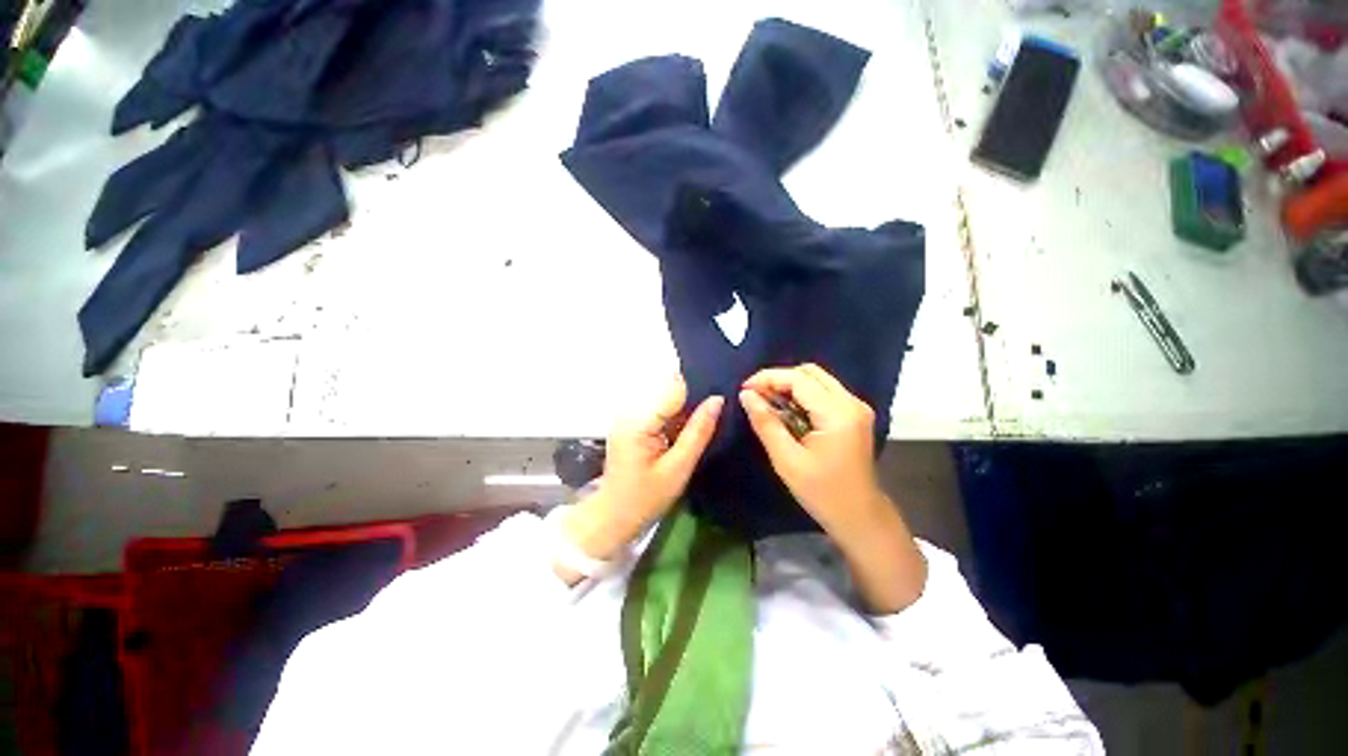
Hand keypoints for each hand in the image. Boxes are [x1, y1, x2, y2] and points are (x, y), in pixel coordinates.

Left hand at [560, 377, 722, 576]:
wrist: (613, 516)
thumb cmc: (645, 498)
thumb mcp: (678, 468)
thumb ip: (698, 432)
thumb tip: (717, 400)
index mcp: (639, 420)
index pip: (674, 387)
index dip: (696, 393)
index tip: (715, 406)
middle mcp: (630, 410)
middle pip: (668, 388)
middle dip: (690, 401)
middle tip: (707, 421)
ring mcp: (628, 415)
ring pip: (665, 397)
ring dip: (683, 410)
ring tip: (693, 431)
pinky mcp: (630, 421)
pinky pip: (658, 409)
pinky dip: (673, 418)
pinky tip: (679, 435)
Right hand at [739, 363, 886, 539]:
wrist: (859, 516)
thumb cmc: (822, 493)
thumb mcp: (787, 460)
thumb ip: (766, 423)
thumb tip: (746, 395)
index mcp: (837, 413)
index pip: (799, 379)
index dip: (768, 378)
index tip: (744, 389)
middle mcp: (851, 402)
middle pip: (810, 372)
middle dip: (778, 379)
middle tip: (755, 396)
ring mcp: (855, 407)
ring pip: (817, 379)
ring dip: (789, 385)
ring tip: (767, 402)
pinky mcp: (854, 414)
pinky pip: (823, 391)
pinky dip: (801, 394)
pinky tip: (786, 410)